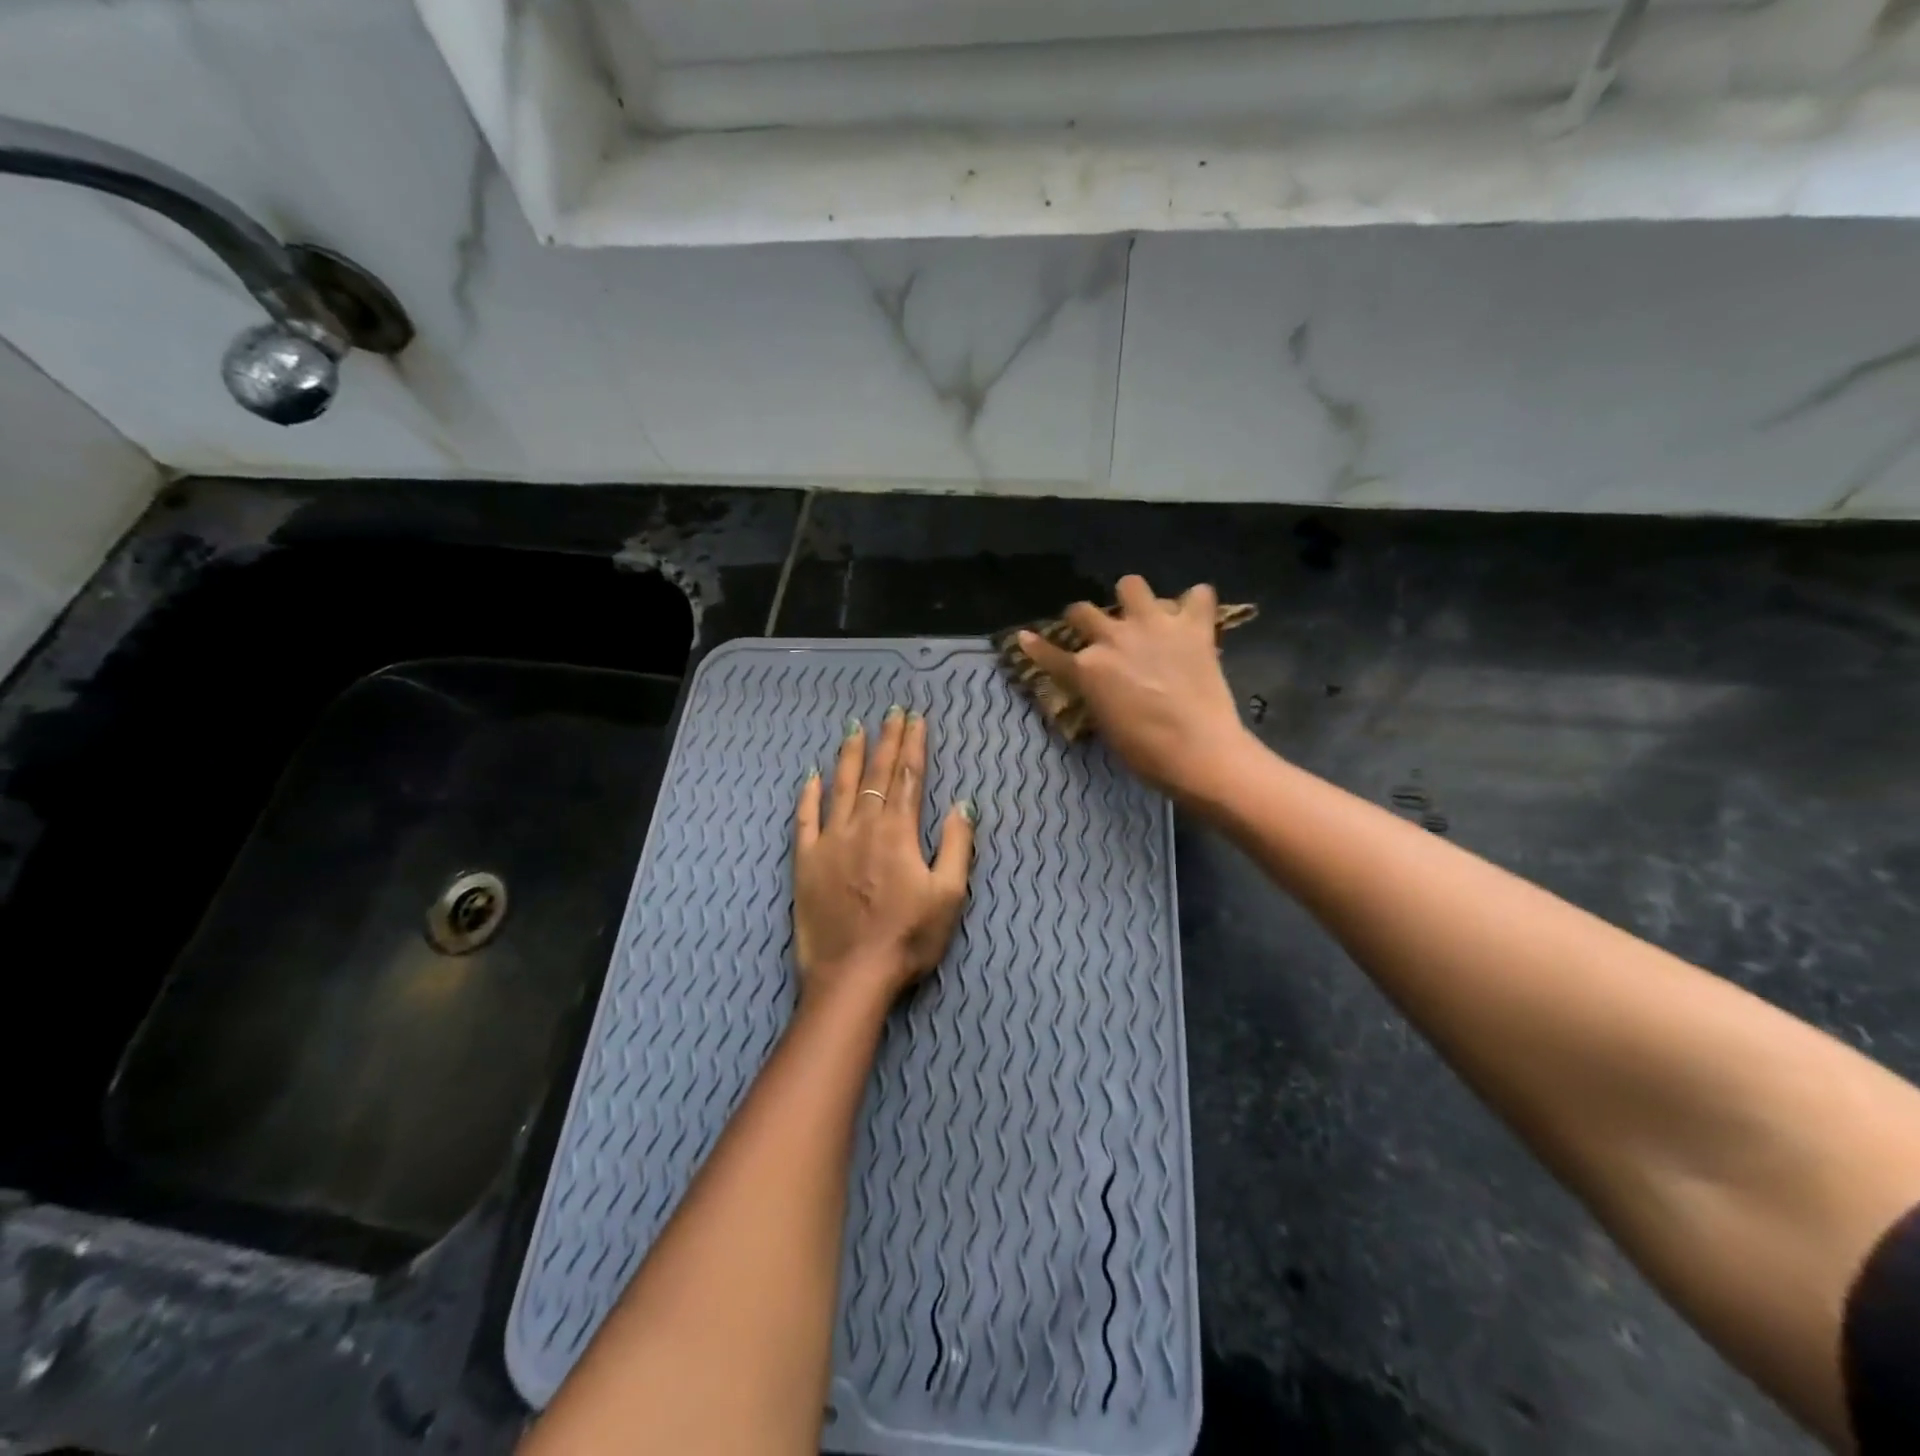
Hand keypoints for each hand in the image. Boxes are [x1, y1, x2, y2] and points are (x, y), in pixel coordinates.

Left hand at [793, 706, 975, 1005]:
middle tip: (891, 712)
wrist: (852, 976)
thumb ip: (956, 845)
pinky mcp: (805, 861)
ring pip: (841, 787)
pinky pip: (805, 819)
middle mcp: (862, 827)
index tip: (916, 718)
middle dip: (886, 740)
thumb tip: (962, 803)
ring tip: (854, 728)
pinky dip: (809, 795)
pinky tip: (812, 775)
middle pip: (876, 774)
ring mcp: (829, 842)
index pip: (907, 777)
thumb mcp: (949, 895)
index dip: (913, 745)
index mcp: (898, 832)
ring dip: (850, 756)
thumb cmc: (908, 938)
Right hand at [1018, 574, 1251, 801]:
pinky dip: (1196, 603)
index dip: (1035, 646)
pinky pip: (1199, 595)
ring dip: (1133, 598)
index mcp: (1087, 669)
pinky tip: (1195, 616)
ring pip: (1131, 584)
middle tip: (1095, 629)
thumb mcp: (1106, 724)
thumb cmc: (1146, 752)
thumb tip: (1100, 684)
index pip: (1050, 654)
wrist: (1199, 750)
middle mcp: (1113, 638)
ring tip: (1143, 613)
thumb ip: (1097, 694)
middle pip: (1082, 610)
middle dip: (1083, 618)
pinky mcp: (1193, 626)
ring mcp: (1154, 625)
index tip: (1025, 637)